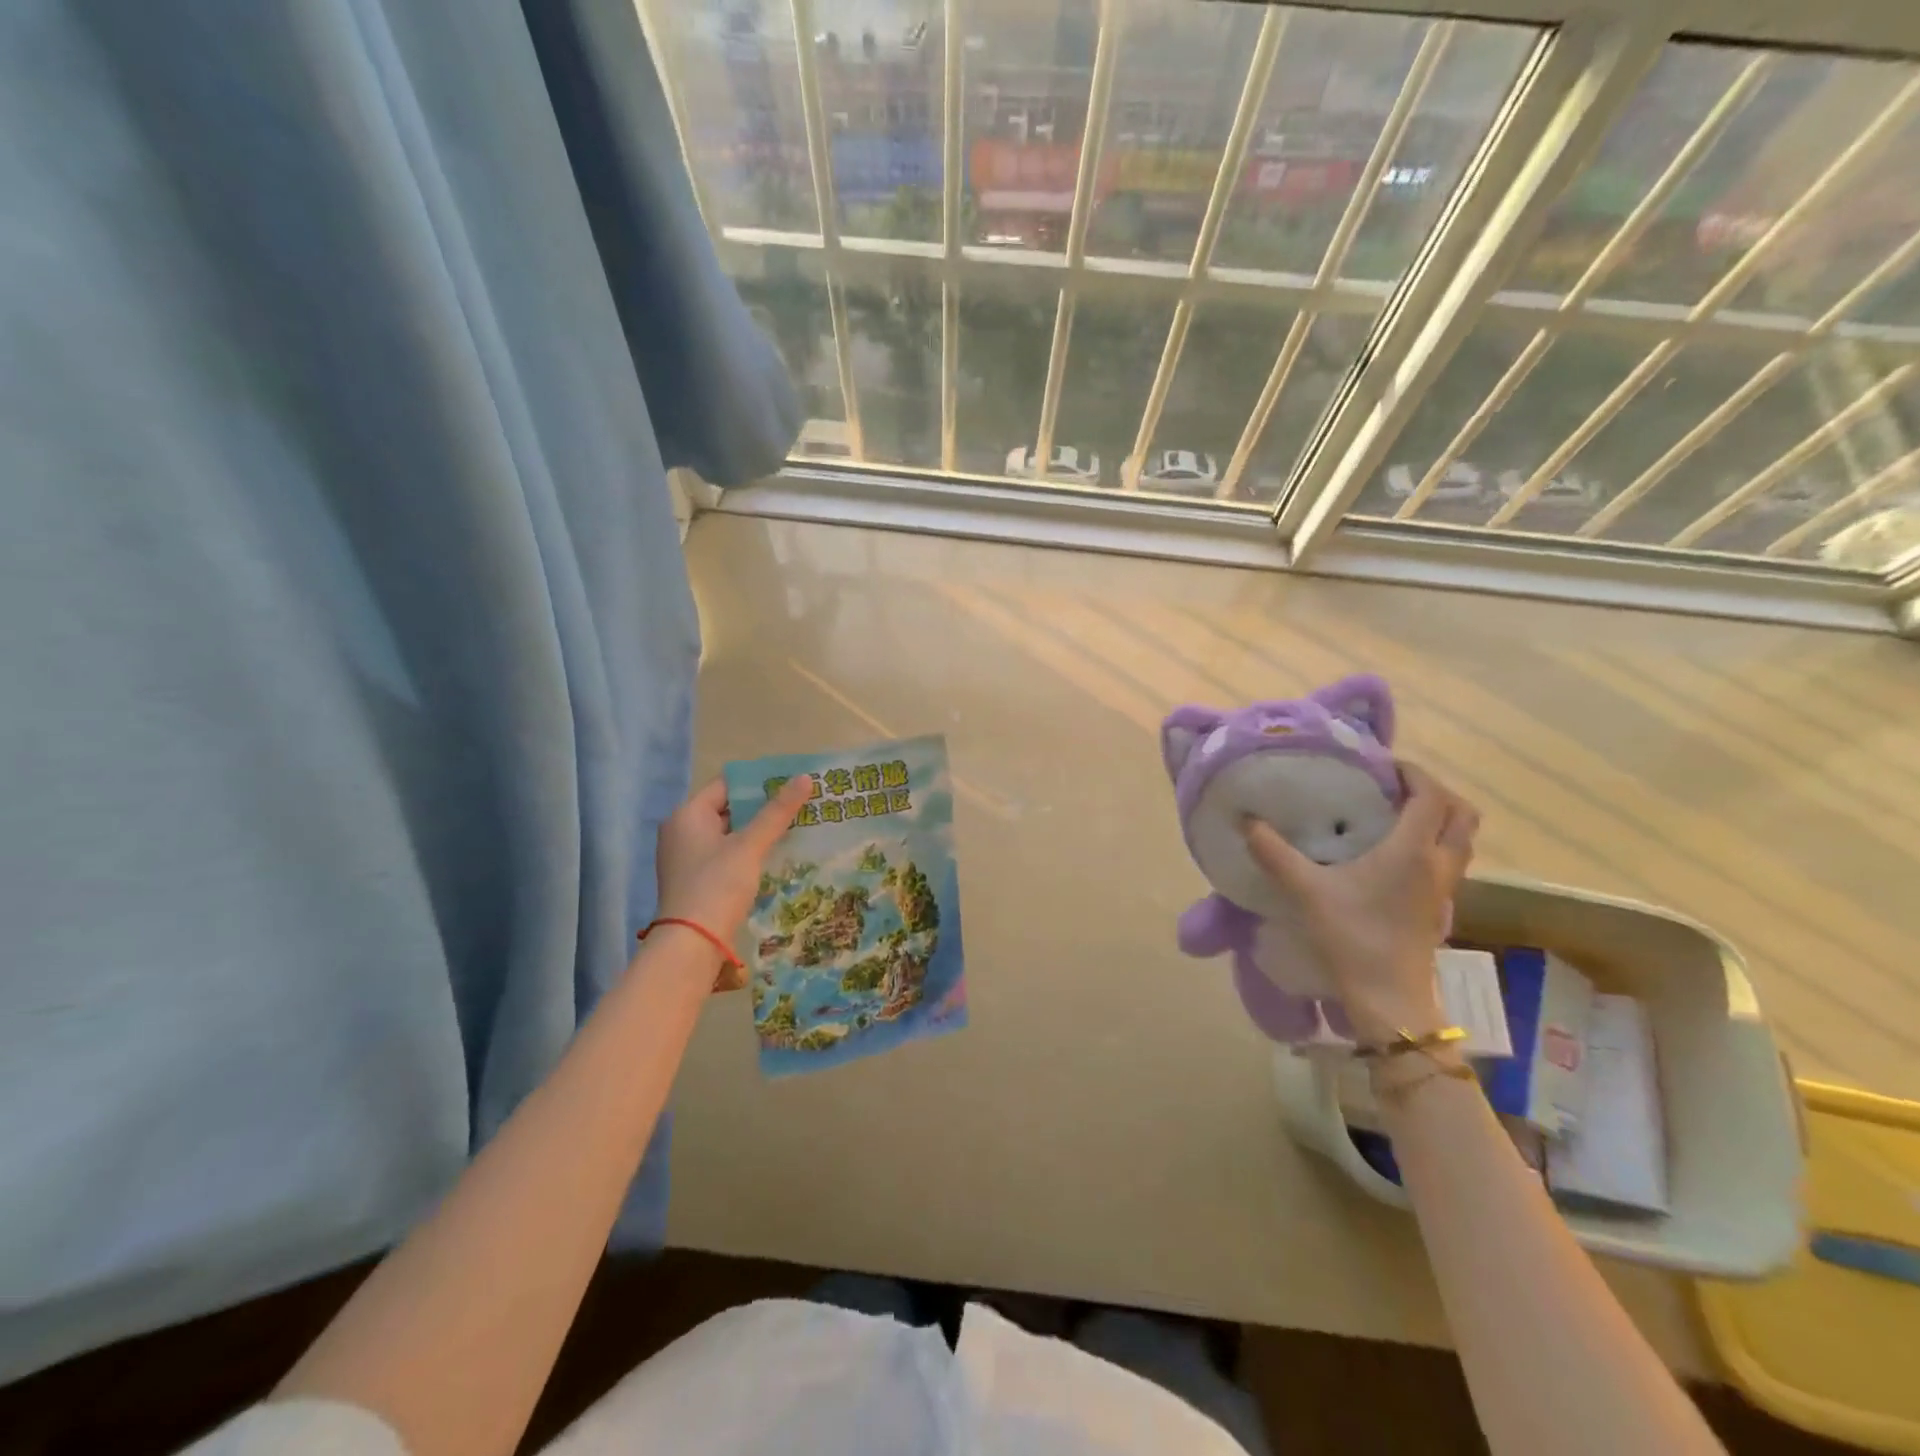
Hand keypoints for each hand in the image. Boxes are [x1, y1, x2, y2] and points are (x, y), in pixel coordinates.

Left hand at [655, 775, 814, 986]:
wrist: (691, 945)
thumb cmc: (717, 885)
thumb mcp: (750, 846)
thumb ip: (776, 812)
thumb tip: (804, 777)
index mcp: (687, 815)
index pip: (726, 785)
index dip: (758, 782)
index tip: (790, 781)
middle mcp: (682, 832)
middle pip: (727, 809)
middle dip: (762, 808)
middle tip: (799, 803)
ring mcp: (688, 859)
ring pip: (729, 834)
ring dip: (758, 831)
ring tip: (795, 826)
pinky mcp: (697, 881)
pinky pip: (726, 856)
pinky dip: (748, 853)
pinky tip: (775, 855)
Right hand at [1241, 763, 1478, 1044]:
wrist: (1389, 997)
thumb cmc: (1352, 936)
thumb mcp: (1306, 891)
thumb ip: (1275, 853)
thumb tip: (1245, 821)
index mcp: (1412, 850)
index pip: (1431, 796)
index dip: (1412, 773)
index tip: (1382, 765)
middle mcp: (1438, 863)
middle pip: (1462, 814)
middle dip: (1435, 793)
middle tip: (1396, 788)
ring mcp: (1445, 889)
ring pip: (1461, 840)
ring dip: (1439, 820)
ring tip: (1397, 816)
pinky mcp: (1440, 908)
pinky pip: (1450, 862)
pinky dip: (1434, 845)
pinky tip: (1395, 856)